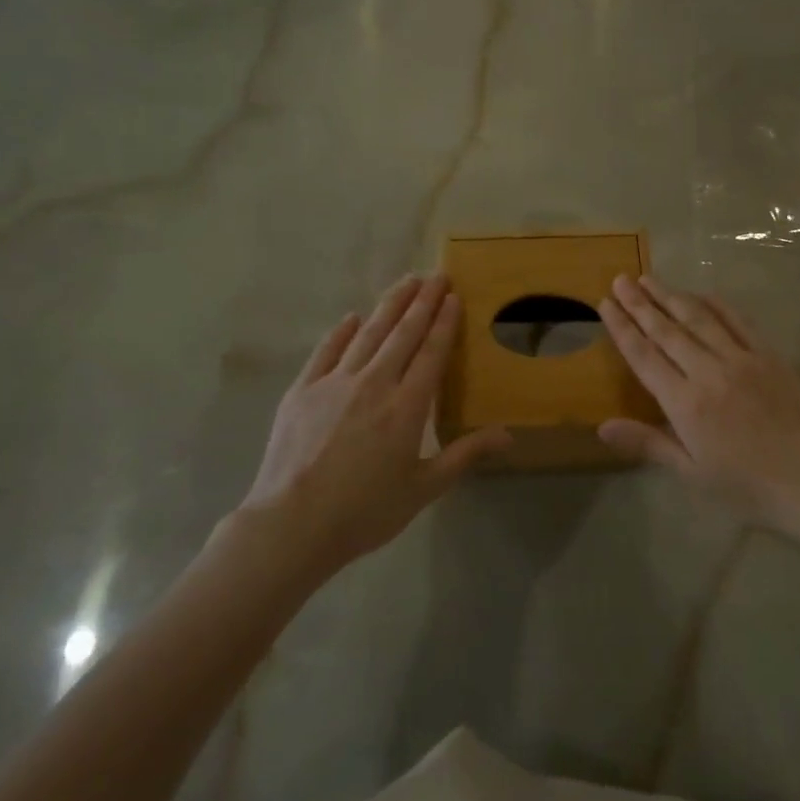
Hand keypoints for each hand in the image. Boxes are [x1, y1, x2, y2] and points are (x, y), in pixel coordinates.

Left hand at [236, 274, 509, 571]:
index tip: (453, 296)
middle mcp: (374, 383)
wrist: (292, 524)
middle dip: (422, 301)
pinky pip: (326, 351)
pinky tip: (352, 318)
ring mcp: (334, 383)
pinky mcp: (302, 390)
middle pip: (402, 333)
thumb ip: (465, 455)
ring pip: (368, 333)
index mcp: (407, 406)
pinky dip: (341, 332)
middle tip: (436, 275)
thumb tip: (508, 434)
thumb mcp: (423, 488)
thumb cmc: (364, 511)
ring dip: (389, 306)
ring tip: (405, 283)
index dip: (443, 322)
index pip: (431, 352)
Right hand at [598, 275, 799, 538]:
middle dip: (640, 303)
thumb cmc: (748, 487)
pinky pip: (738, 321)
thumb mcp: (692, 473)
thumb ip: (648, 444)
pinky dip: (716, 304)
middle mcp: (709, 372)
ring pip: (699, 319)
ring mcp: (742, 359)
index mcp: (685, 403)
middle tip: (621, 280)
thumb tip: (602, 426)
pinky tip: (701, 294)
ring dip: (671, 296)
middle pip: (667, 330)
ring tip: (649, 279)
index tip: (605, 304)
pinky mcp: (769, 355)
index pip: (644, 356)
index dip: (622, 327)